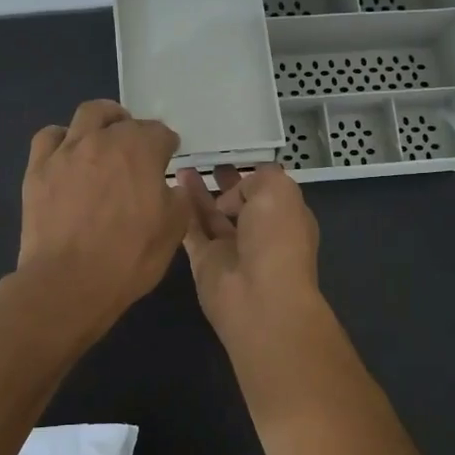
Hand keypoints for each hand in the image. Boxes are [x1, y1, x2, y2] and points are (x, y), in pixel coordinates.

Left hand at [15, 100, 186, 339]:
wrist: (68, 282)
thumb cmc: (129, 258)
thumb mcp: (173, 231)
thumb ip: (178, 199)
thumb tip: (171, 187)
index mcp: (141, 151)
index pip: (160, 133)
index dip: (167, 146)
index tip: (168, 158)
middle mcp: (103, 140)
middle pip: (122, 119)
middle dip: (134, 128)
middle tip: (136, 148)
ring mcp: (66, 151)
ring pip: (86, 115)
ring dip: (101, 121)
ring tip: (103, 138)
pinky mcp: (38, 168)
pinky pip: (49, 136)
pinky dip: (62, 139)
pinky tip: (67, 155)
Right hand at [176, 163, 323, 345]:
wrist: (260, 298)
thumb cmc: (277, 239)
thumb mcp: (278, 191)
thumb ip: (257, 179)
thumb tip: (231, 195)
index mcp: (285, 216)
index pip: (268, 190)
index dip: (251, 174)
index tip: (232, 156)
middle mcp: (260, 233)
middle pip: (238, 203)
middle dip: (224, 183)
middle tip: (205, 162)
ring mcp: (231, 249)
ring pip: (211, 216)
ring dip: (198, 193)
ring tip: (181, 167)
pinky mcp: (205, 263)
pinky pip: (191, 232)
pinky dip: (182, 214)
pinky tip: (168, 191)